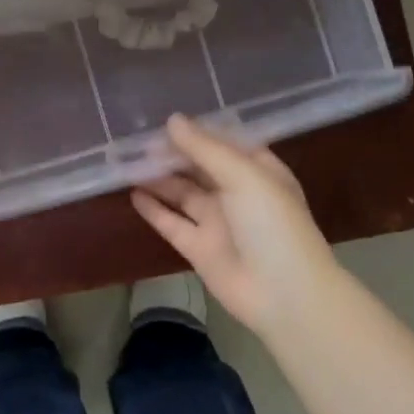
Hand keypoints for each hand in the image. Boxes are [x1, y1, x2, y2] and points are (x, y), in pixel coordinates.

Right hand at [131, 114, 338, 334]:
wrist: (285, 294)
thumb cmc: (272, 224)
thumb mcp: (243, 176)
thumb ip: (205, 148)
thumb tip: (172, 120)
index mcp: (258, 171)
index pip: (223, 143)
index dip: (196, 131)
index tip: (163, 119)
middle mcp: (236, 193)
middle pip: (199, 166)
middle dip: (172, 153)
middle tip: (137, 140)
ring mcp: (217, 221)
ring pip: (182, 192)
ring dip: (158, 178)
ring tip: (128, 161)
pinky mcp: (198, 248)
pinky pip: (171, 222)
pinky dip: (153, 209)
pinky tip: (133, 193)